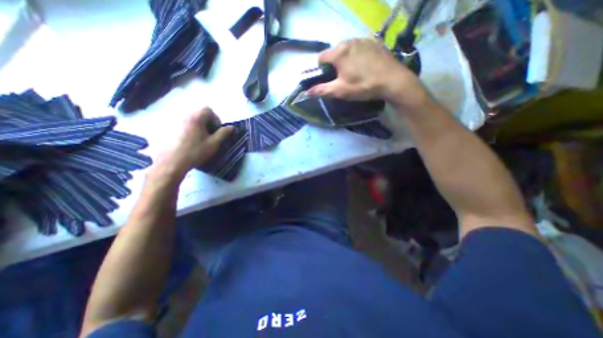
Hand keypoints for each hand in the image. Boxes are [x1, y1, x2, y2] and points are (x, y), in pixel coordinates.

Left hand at [152, 107, 233, 181]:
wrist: (171, 163)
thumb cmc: (195, 152)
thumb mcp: (214, 143)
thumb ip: (224, 133)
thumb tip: (232, 127)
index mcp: (195, 118)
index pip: (208, 110)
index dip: (215, 119)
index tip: (216, 131)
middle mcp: (184, 116)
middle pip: (199, 114)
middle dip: (207, 123)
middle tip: (210, 136)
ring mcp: (174, 122)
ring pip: (191, 120)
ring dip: (199, 127)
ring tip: (200, 140)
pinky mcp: (168, 129)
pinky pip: (183, 125)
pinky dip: (190, 130)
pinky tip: (189, 142)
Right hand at [308, 39, 430, 109]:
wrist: (393, 81)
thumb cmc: (363, 86)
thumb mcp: (340, 91)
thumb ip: (322, 90)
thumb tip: (306, 92)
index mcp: (339, 52)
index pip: (321, 57)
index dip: (321, 69)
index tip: (327, 79)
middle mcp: (349, 41)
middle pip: (334, 52)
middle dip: (334, 65)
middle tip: (341, 78)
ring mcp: (363, 39)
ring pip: (347, 49)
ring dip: (345, 60)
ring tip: (354, 73)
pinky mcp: (374, 42)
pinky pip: (359, 48)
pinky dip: (357, 56)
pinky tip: (364, 66)